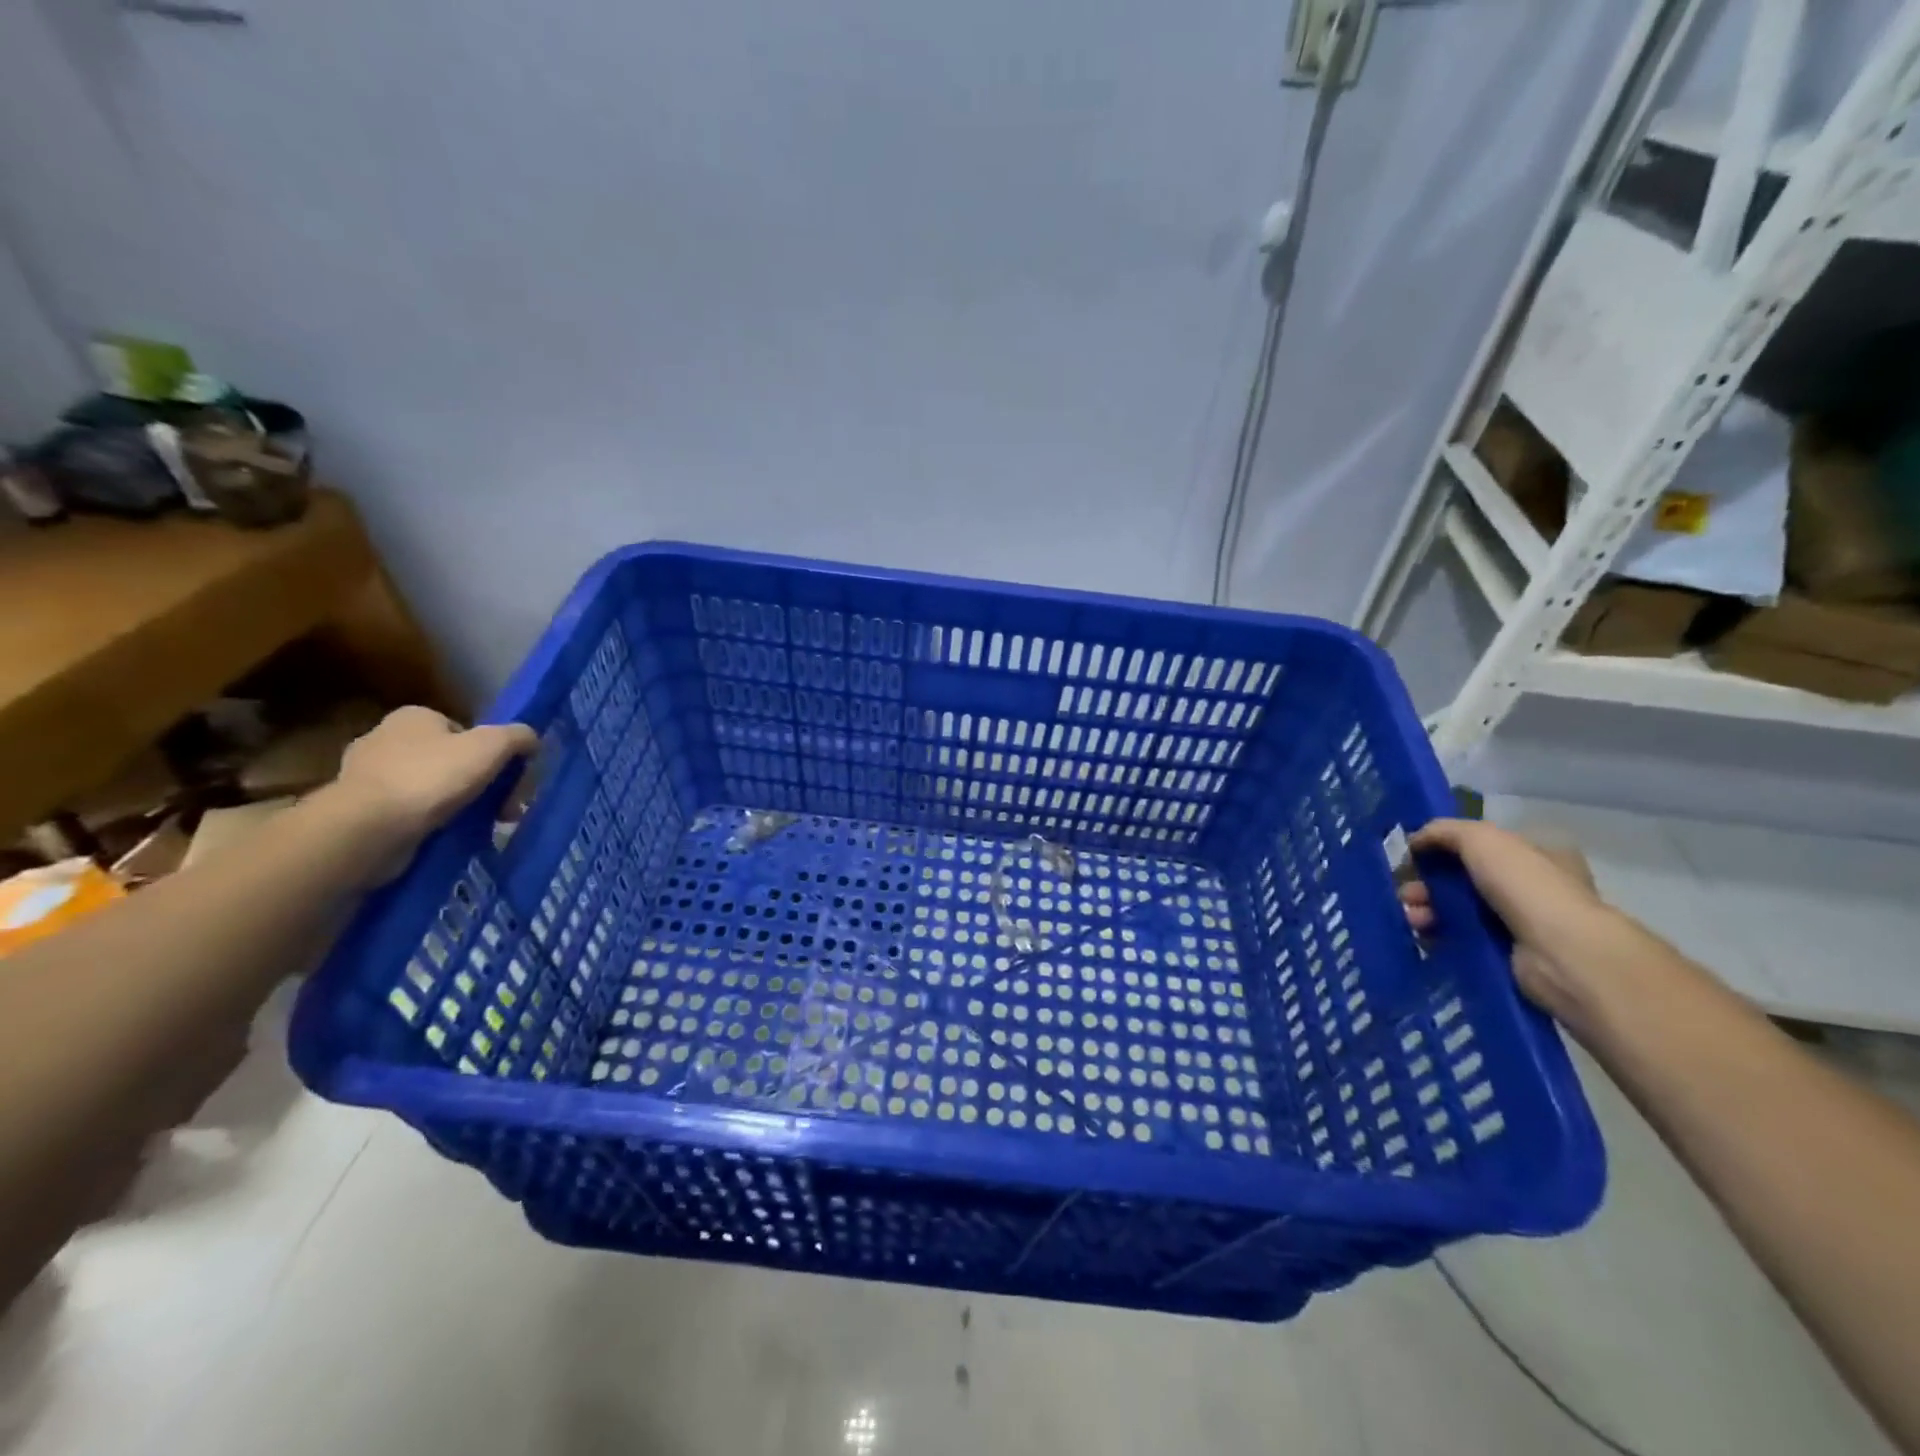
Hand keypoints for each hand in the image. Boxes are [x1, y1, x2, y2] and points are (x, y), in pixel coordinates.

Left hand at [320, 707, 537, 882]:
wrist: (370, 827)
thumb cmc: (432, 777)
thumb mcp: (491, 746)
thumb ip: (518, 736)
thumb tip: (532, 739)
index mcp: (413, 717)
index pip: (464, 731)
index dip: (491, 754)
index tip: (507, 780)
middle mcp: (384, 738)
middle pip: (450, 759)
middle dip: (478, 783)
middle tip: (503, 809)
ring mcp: (367, 775)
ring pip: (430, 787)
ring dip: (456, 805)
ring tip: (479, 826)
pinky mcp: (360, 809)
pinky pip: (409, 812)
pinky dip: (430, 822)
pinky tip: (446, 835)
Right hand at [1398, 818, 1620, 1019]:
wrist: (1561, 955)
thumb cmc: (1527, 886)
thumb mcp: (1482, 838)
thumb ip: (1443, 831)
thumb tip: (1414, 840)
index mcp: (1534, 853)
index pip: (1480, 845)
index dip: (1443, 848)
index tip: (1413, 857)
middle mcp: (1529, 886)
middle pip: (1462, 878)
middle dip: (1427, 883)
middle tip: (1406, 892)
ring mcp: (1519, 923)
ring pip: (1457, 909)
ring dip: (1427, 909)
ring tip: (1412, 917)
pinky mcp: (1505, 954)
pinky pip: (1460, 939)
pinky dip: (1437, 935)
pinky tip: (1422, 935)